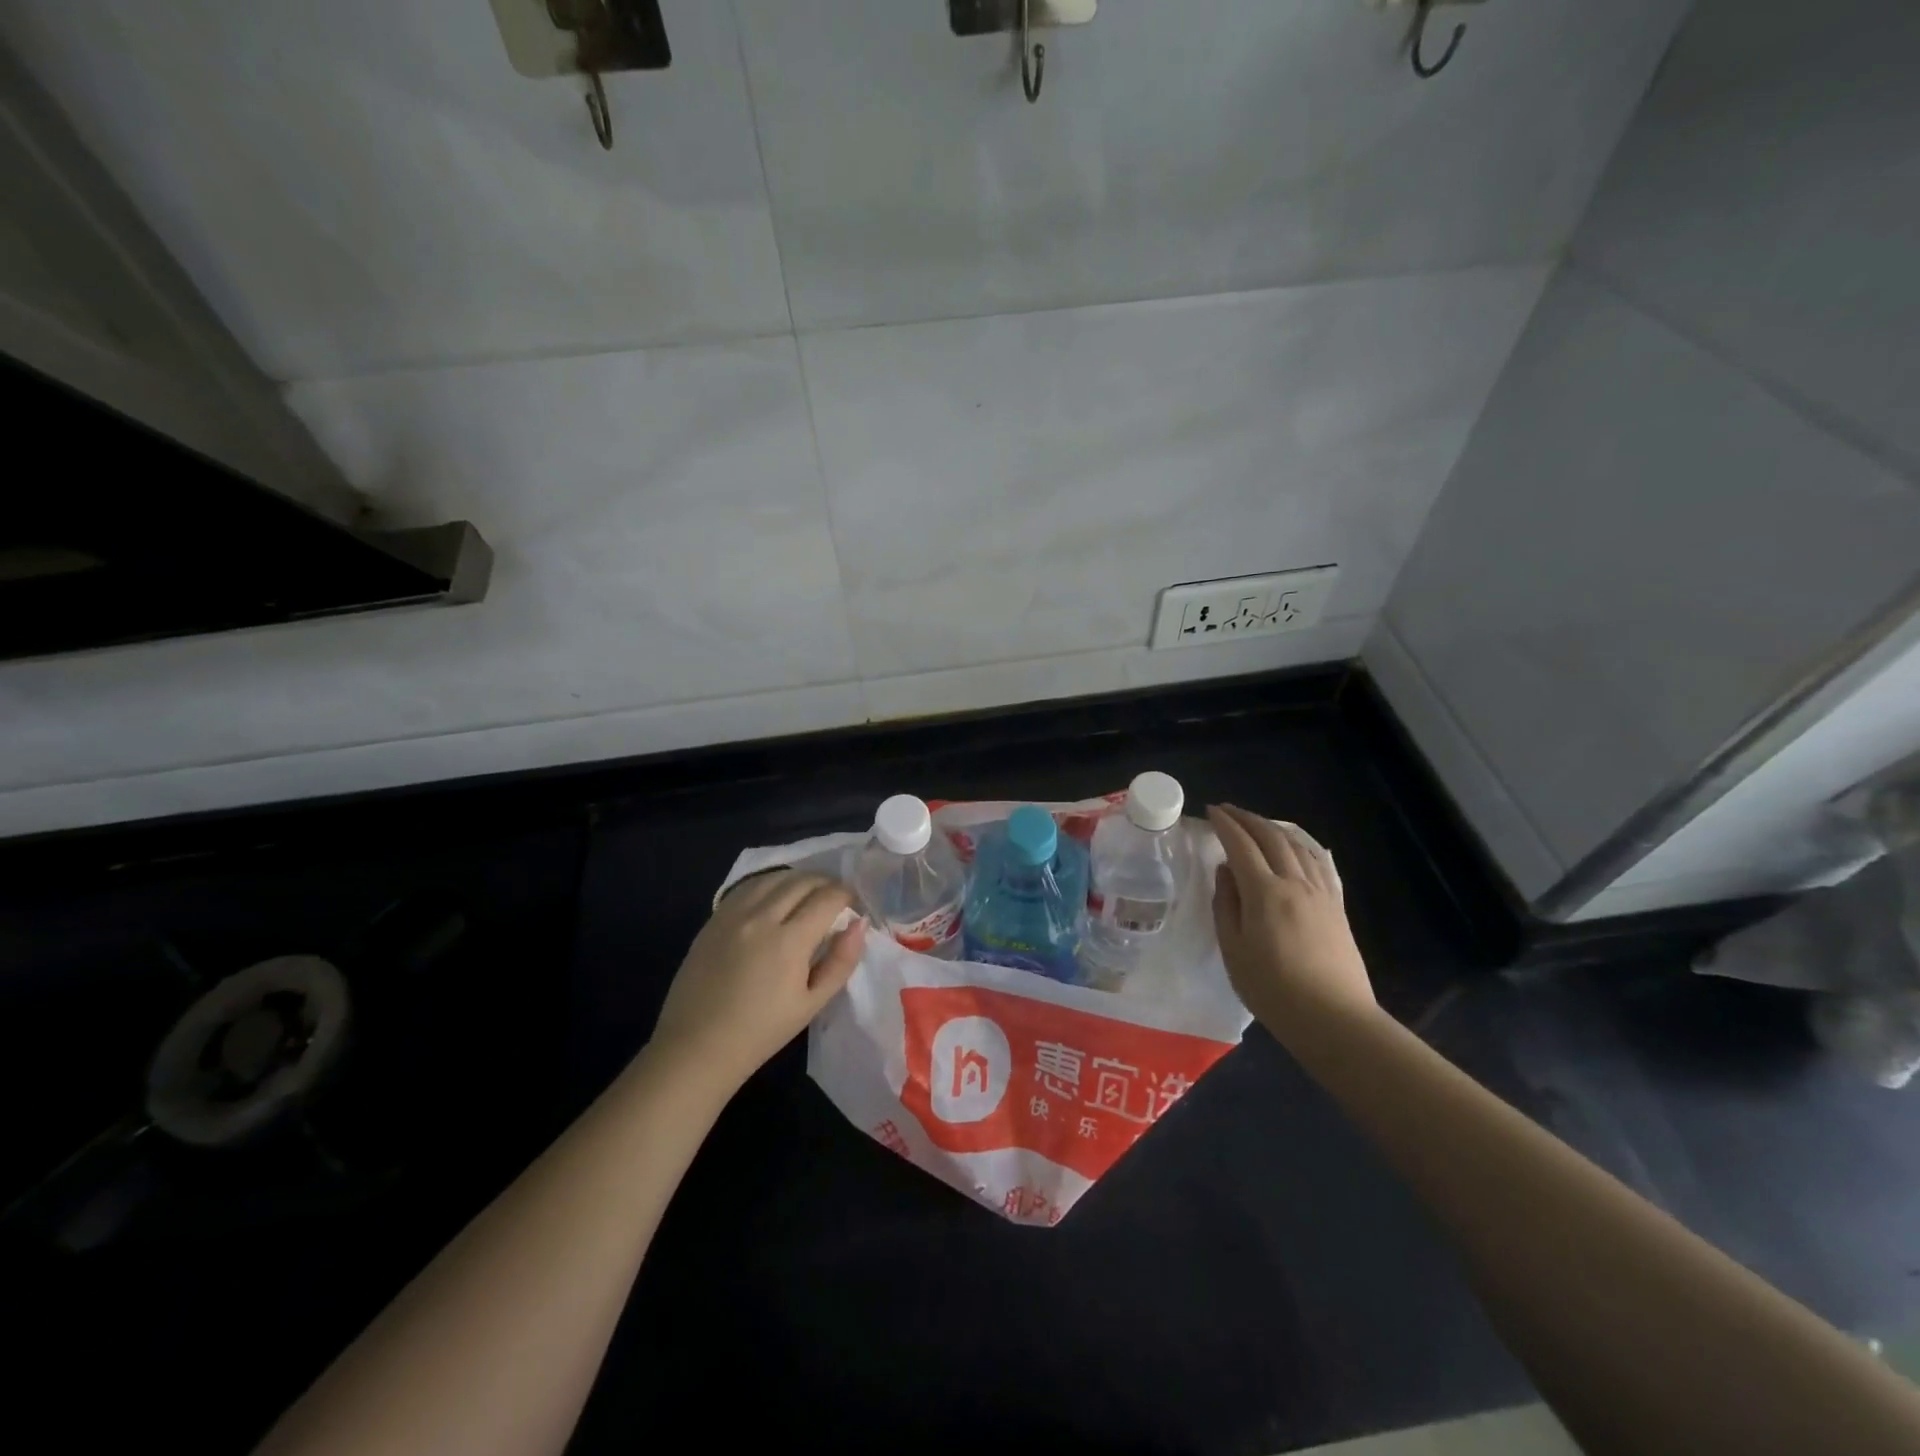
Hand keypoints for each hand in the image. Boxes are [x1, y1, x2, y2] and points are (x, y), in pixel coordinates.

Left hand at [649, 870, 865, 1093]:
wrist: (697, 1047)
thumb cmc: (761, 1032)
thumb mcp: (811, 1004)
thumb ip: (841, 961)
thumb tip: (860, 924)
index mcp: (789, 941)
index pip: (827, 898)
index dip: (847, 894)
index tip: (854, 903)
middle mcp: (761, 917)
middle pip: (802, 881)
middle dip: (826, 883)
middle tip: (836, 897)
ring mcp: (733, 914)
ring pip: (774, 877)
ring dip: (798, 879)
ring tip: (808, 893)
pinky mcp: (714, 918)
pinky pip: (748, 886)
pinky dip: (770, 884)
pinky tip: (776, 896)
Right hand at [1207, 804, 1376, 1038]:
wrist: (1334, 1019)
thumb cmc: (1273, 989)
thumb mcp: (1234, 950)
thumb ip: (1226, 905)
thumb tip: (1225, 871)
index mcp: (1265, 892)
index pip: (1241, 846)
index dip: (1225, 825)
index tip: (1210, 811)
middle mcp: (1295, 883)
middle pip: (1272, 837)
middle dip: (1248, 818)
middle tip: (1228, 810)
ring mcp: (1321, 893)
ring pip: (1298, 845)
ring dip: (1274, 828)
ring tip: (1257, 824)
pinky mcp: (1337, 907)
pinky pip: (1318, 863)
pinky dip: (1301, 845)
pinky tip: (1296, 846)